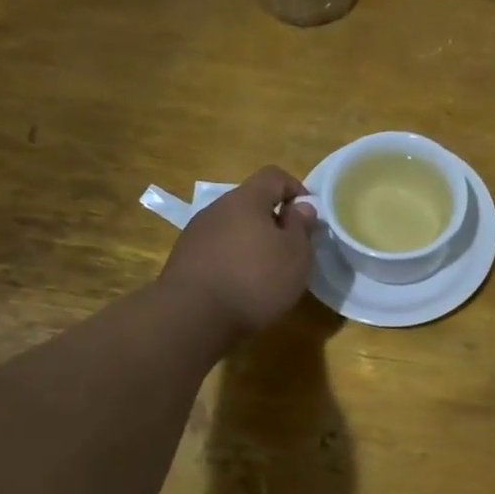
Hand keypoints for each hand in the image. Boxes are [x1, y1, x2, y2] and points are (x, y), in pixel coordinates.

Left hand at [158, 166, 317, 344]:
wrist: (192, 318)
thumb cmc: (254, 279)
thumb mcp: (295, 254)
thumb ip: (301, 226)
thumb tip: (301, 207)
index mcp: (246, 200)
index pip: (274, 176)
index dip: (296, 189)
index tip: (309, 216)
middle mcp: (217, 209)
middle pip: (251, 202)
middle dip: (274, 220)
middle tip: (292, 249)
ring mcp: (196, 234)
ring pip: (233, 228)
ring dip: (253, 242)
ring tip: (267, 272)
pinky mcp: (184, 260)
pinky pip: (218, 250)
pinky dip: (234, 261)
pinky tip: (242, 287)